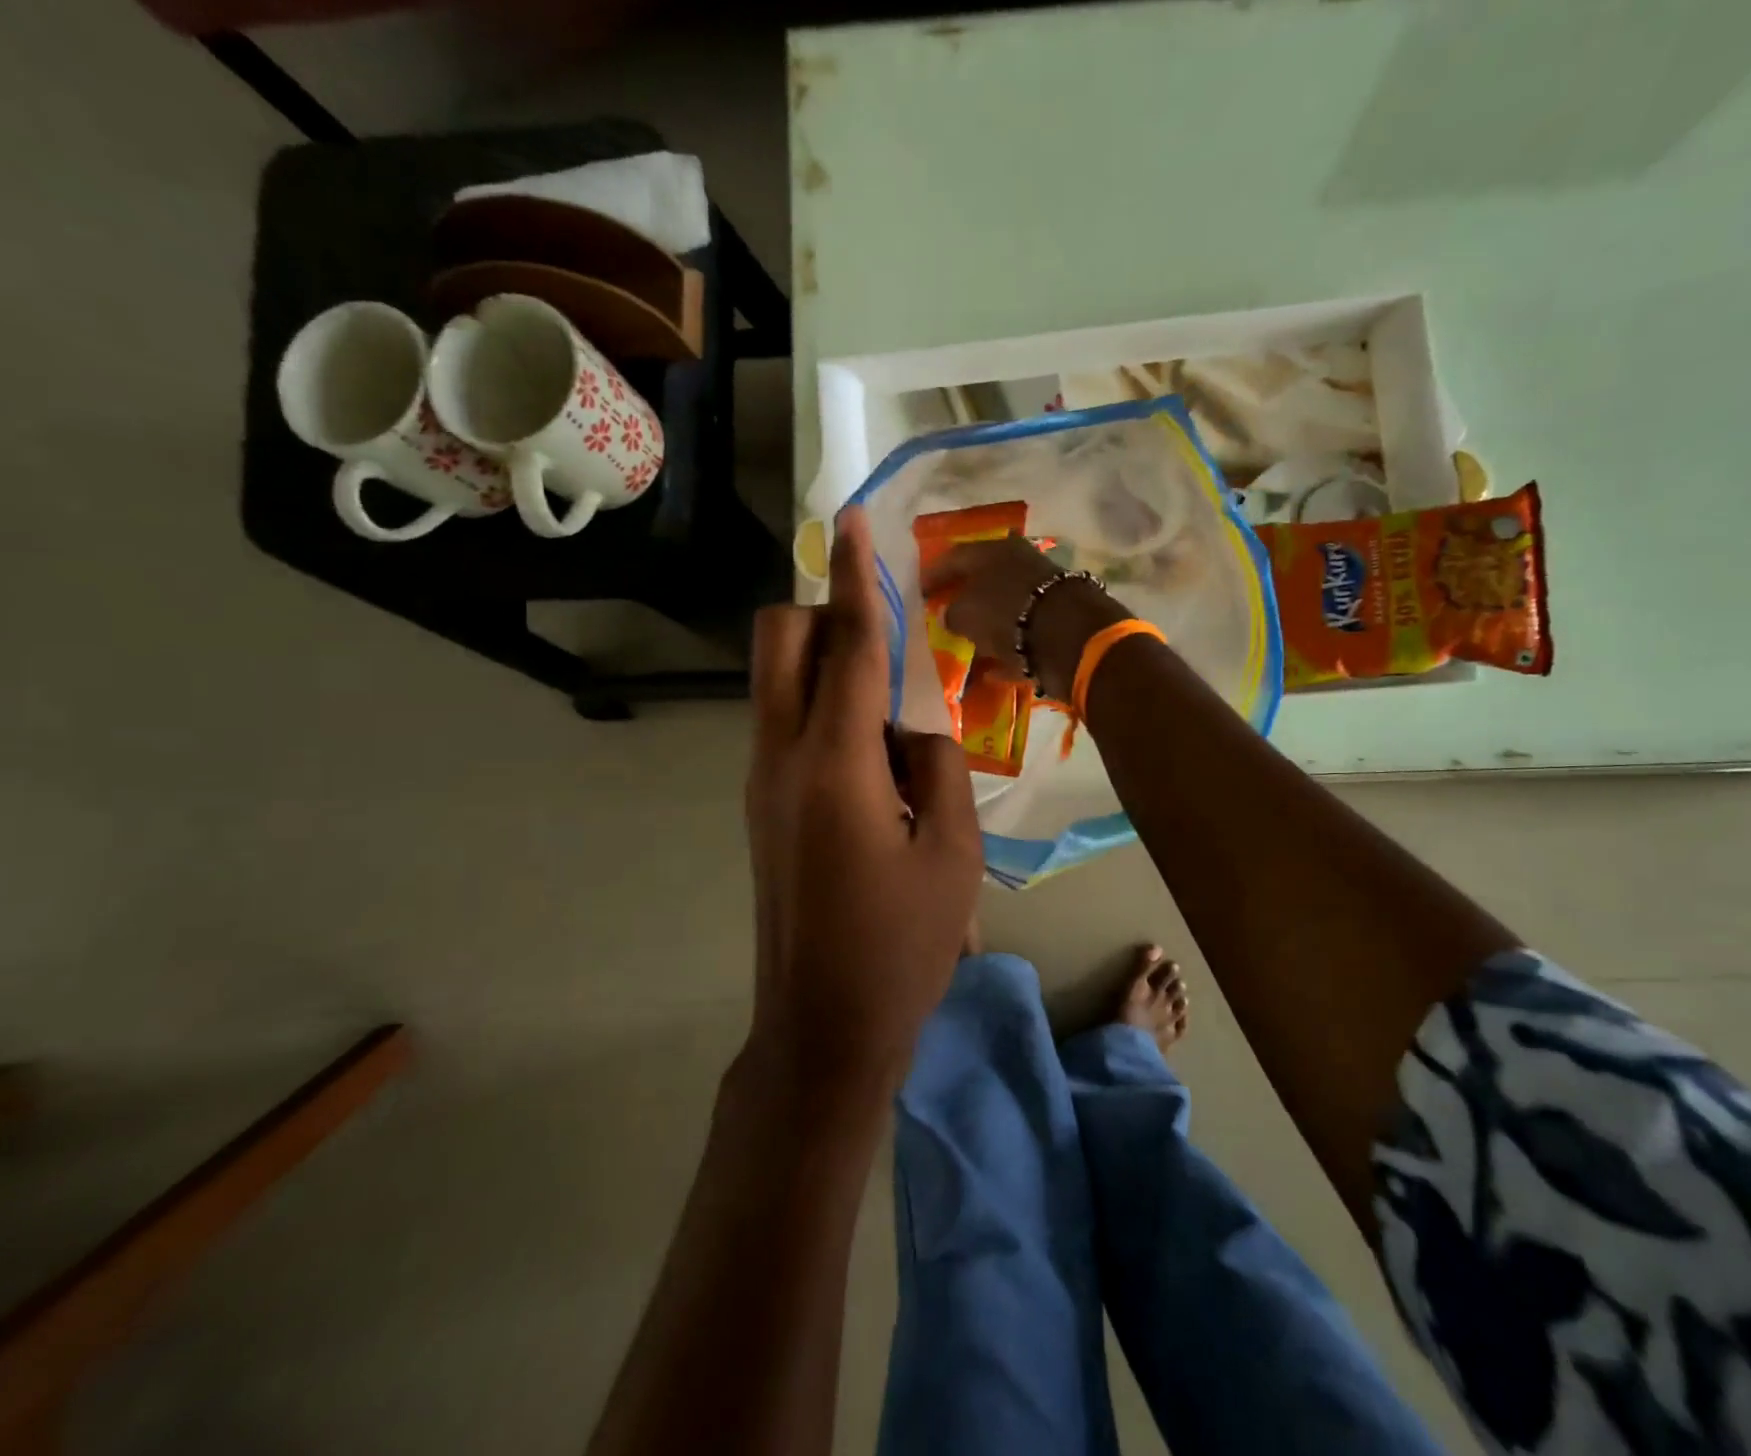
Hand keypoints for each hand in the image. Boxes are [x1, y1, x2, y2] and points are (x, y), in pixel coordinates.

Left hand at [744, 507, 983, 1101]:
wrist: (823, 1028)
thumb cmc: (902, 946)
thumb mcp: (954, 852)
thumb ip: (938, 763)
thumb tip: (913, 725)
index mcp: (834, 764)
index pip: (847, 644)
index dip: (854, 576)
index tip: (852, 519)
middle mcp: (780, 757)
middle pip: (779, 641)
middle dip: (826, 616)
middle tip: (889, 647)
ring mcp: (760, 783)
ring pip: (777, 683)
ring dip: (829, 670)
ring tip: (894, 722)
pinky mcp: (760, 807)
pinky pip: (786, 726)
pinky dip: (825, 713)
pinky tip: (876, 763)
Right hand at [925, 536, 1129, 700]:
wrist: (1069, 637)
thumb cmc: (1007, 613)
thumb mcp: (965, 613)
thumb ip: (951, 614)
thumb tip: (949, 616)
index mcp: (994, 550)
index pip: (955, 557)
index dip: (934, 575)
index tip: (921, 592)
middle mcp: (1020, 564)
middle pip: (984, 580)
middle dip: (964, 597)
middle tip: (945, 614)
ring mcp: (1041, 593)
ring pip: (1005, 608)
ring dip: (986, 626)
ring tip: (966, 645)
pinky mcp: (1057, 624)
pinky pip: (1022, 638)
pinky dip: (1006, 652)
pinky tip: (989, 671)